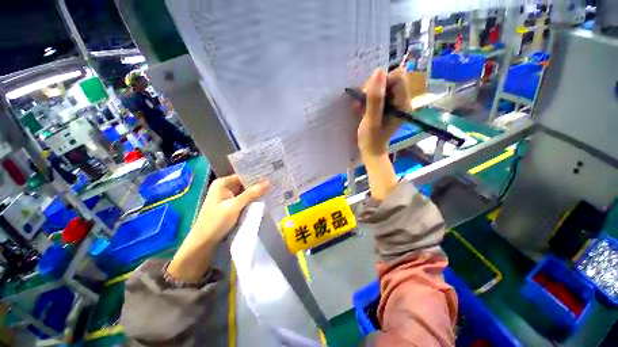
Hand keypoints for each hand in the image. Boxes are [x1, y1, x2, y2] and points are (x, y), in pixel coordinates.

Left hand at [195, 175, 269, 243]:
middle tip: (274, 184)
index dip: (257, 176)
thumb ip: (251, 193)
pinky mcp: (230, 205)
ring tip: (272, 190)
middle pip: (245, 183)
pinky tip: (263, 200)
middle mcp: (225, 187)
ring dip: (256, 193)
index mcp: (223, 183)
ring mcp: (227, 196)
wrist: (204, 242)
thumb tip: (268, 182)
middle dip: (258, 185)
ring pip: (246, 192)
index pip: (244, 175)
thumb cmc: (216, 222)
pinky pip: (244, 199)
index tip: (271, 176)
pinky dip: (252, 200)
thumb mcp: (235, 206)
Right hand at [356, 67, 411, 158]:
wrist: (371, 150)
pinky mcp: (387, 105)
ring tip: (360, 106)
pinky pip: (379, 92)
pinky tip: (361, 107)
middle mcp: (402, 100)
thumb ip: (375, 99)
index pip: (398, 77)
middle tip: (363, 101)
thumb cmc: (371, 139)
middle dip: (374, 87)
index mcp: (403, 103)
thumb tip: (378, 71)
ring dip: (369, 93)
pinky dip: (368, 97)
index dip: (381, 82)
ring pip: (383, 85)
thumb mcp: (372, 120)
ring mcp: (395, 102)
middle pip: (391, 79)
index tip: (369, 95)